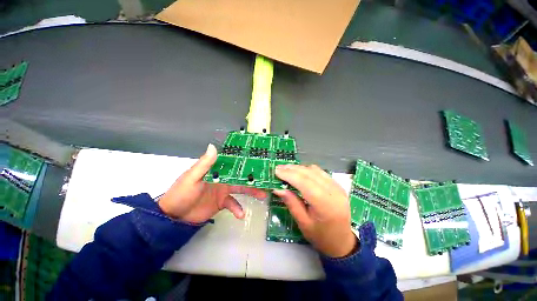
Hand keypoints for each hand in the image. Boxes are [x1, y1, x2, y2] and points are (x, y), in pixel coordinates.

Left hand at [158, 144, 266, 222]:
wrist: (174, 217)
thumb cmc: (181, 193)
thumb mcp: (192, 178)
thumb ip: (204, 164)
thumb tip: (213, 146)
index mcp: (216, 169)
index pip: (232, 162)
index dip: (244, 160)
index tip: (258, 159)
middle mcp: (222, 178)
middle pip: (240, 176)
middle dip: (253, 177)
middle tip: (266, 179)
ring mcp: (223, 190)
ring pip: (241, 189)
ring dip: (251, 192)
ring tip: (263, 195)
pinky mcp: (222, 202)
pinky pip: (233, 204)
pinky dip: (238, 209)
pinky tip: (241, 215)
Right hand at [274, 165, 356, 257]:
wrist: (342, 242)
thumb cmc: (321, 236)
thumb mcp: (303, 223)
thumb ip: (291, 203)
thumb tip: (278, 189)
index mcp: (325, 205)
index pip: (305, 183)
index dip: (289, 175)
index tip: (276, 171)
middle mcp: (334, 192)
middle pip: (310, 174)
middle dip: (292, 169)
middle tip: (278, 168)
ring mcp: (337, 187)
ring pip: (315, 170)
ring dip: (299, 168)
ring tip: (287, 169)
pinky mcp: (338, 185)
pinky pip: (320, 172)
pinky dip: (308, 170)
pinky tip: (300, 172)